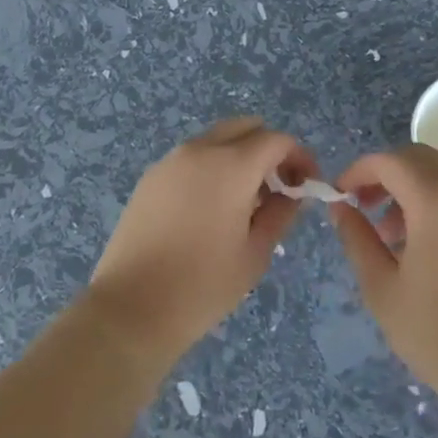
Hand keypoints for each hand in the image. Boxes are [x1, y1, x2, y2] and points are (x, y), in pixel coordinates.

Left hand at [86, 117, 315, 369]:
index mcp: (232, 165)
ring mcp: (170, 161)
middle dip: (269, 149)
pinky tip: (210, 208)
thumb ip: (281, 213)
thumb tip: (291, 192)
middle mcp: (200, 150)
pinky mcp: (150, 178)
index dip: (299, 157)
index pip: (278, 140)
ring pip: (217, 140)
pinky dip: (212, 167)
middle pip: (246, 128)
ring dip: (239, 156)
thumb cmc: (203, 285)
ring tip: (245, 201)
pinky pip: (192, 158)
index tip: (306, 185)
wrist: (131, 309)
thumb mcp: (256, 252)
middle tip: (277, 187)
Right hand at [332, 145, 437, 402]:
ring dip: (410, 189)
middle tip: (362, 207)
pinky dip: (435, 202)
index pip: (389, 161)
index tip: (339, 196)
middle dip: (385, 175)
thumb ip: (357, 238)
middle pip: (418, 159)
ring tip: (390, 235)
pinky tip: (423, 246)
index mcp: (436, 198)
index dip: (358, 171)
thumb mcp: (382, 287)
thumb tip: (341, 207)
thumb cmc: (437, 331)